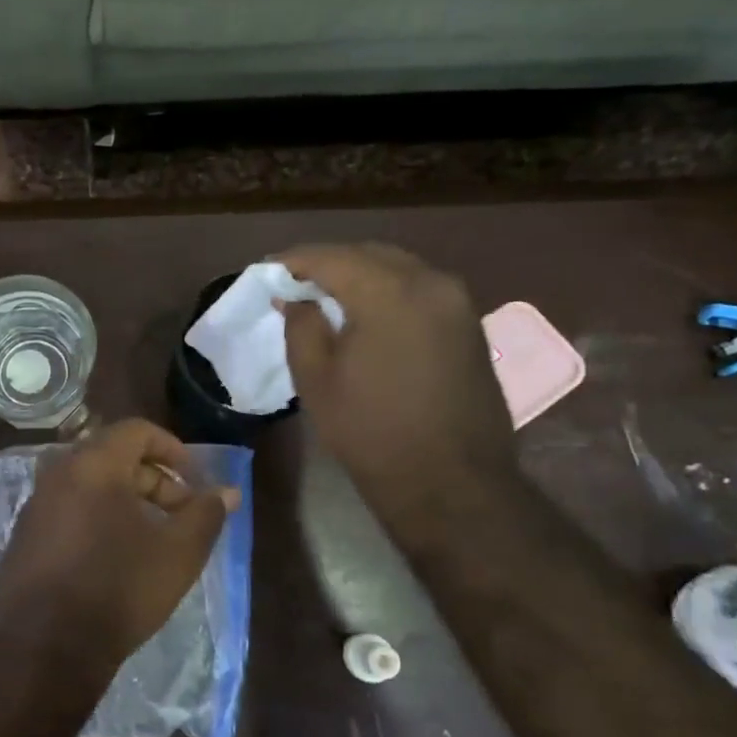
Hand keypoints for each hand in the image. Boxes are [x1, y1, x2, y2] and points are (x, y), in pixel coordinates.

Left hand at [0, 418, 238, 684]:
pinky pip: (68, 509)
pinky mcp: (24, 535)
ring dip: (126, 499)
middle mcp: (58, 473)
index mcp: (93, 464)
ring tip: (152, 537)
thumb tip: (228, 492)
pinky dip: (97, 517)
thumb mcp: (178, 553)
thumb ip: (206, 514)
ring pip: (89, 484)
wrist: (46, 649)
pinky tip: (113, 556)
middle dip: (153, 479)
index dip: (173, 449)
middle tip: (180, 514)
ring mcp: (35, 504)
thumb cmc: (119, 589)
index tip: (195, 480)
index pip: (136, 430)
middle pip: (113, 456)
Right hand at [278, 244, 519, 536]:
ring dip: (360, 275)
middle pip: (368, 254)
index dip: (294, 261)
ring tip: (327, 297)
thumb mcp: (315, 379)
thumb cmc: (371, 431)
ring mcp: (458, 302)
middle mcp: (431, 283)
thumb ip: (301, 326)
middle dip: (328, 264)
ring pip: (398, 268)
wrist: (451, 482)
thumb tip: (297, 298)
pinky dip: (388, 291)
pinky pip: (420, 289)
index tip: (266, 272)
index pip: (331, 257)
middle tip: (294, 284)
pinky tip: (367, 313)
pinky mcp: (470, 324)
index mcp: (389, 293)